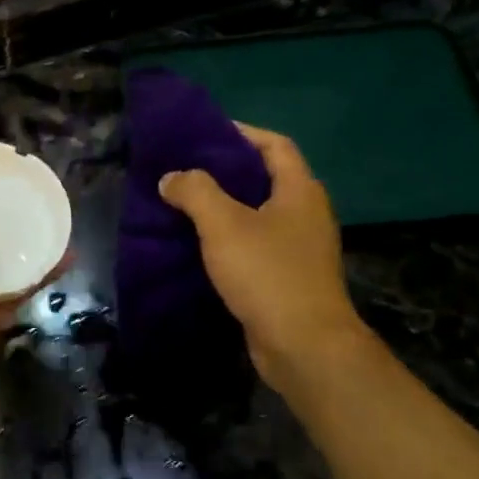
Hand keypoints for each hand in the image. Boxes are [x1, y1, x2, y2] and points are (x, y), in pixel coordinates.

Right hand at [158, 125, 367, 386]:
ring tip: (183, 204)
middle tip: (185, 169)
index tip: (205, 133)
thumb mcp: (223, 224)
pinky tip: (198, 246)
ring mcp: (300, 248)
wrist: (303, 345)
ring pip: (258, 215)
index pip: (275, 145)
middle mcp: (306, 214)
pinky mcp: (288, 278)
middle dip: (226, 171)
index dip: (242, 133)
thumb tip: (172, 177)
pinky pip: (255, 245)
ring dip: (224, 208)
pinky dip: (228, 239)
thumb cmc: (267, 273)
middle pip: (265, 178)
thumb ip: (195, 191)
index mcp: (300, 191)